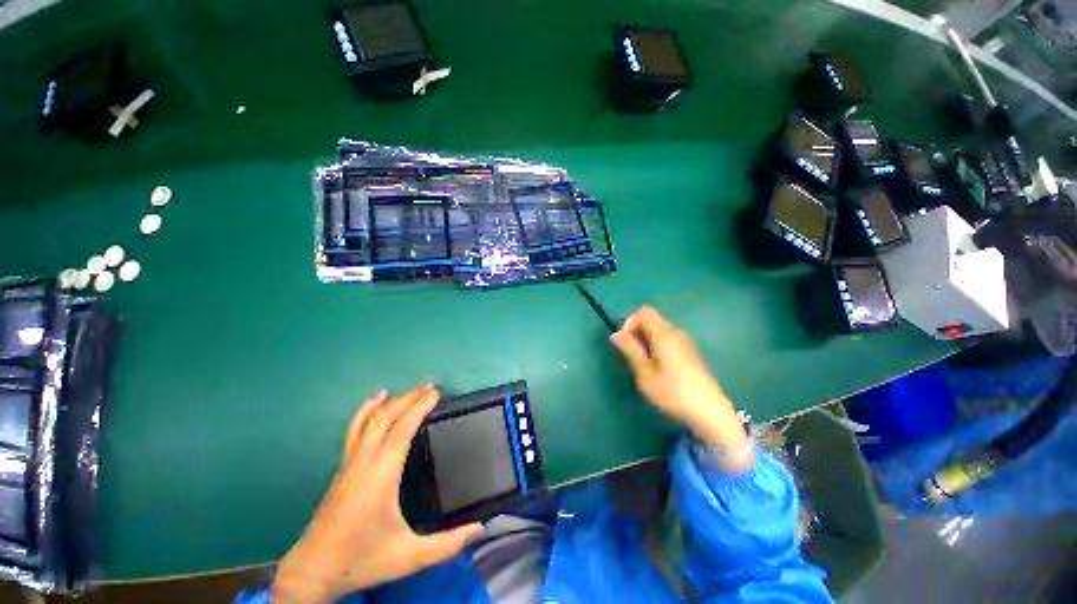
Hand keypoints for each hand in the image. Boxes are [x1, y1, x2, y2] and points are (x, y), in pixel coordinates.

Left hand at [272, 385, 481, 603]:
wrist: (312, 571)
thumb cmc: (361, 559)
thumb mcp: (409, 556)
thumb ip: (447, 544)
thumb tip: (479, 528)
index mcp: (382, 473)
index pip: (402, 428)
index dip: (420, 407)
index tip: (437, 393)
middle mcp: (364, 460)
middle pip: (386, 417)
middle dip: (409, 398)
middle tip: (431, 388)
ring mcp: (350, 462)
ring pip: (369, 420)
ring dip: (391, 402)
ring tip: (408, 391)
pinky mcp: (342, 468)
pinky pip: (355, 430)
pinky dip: (366, 411)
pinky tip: (373, 402)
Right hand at [611, 306, 750, 459]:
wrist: (710, 412)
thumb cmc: (673, 392)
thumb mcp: (645, 373)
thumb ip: (630, 350)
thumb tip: (616, 334)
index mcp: (664, 334)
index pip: (643, 312)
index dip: (629, 322)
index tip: (624, 343)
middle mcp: (676, 332)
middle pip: (651, 320)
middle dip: (636, 332)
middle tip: (631, 356)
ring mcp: (685, 342)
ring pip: (659, 331)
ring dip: (645, 341)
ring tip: (643, 365)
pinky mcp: (690, 353)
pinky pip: (668, 340)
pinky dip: (656, 346)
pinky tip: (658, 369)